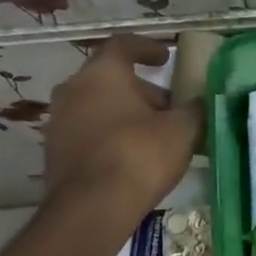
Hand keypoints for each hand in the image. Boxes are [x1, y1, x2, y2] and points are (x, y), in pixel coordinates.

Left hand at [42, 34, 201, 217]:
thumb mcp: (182, 129)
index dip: (148, 47)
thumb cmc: (139, 155)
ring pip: (97, 107)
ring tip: (155, 134)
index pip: (123, 45)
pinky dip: (110, 136)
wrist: (91, 209)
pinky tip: (133, 156)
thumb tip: (200, 101)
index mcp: (102, 74)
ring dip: (125, 114)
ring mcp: (58, 123)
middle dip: (141, 90)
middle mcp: (72, 90)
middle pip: (110, 79)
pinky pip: (88, 133)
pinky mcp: (55, 154)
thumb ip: (194, 109)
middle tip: (169, 107)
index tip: (166, 57)